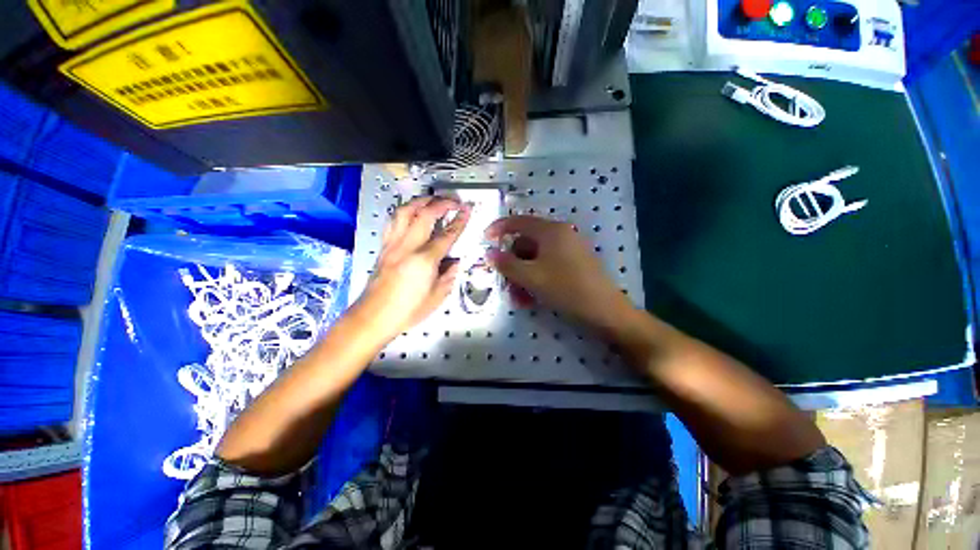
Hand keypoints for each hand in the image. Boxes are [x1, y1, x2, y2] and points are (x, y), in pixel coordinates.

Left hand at [353, 196, 470, 340]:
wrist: (373, 317)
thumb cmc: (407, 311)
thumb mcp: (437, 297)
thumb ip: (449, 276)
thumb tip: (455, 263)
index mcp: (424, 260)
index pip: (447, 235)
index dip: (459, 221)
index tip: (467, 209)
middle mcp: (407, 247)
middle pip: (424, 214)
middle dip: (441, 203)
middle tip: (453, 201)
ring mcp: (392, 245)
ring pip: (404, 212)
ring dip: (420, 201)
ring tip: (431, 200)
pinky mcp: (383, 247)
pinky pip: (393, 222)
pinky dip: (404, 212)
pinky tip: (410, 213)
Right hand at [484, 215, 634, 334]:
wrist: (605, 311)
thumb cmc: (566, 289)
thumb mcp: (531, 277)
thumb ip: (507, 264)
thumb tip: (489, 253)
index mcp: (551, 231)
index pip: (518, 221)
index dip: (499, 229)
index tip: (485, 240)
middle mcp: (560, 235)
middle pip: (526, 242)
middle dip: (512, 263)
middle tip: (504, 281)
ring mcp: (568, 249)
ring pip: (535, 258)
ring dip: (522, 276)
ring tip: (518, 297)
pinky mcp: (572, 263)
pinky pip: (546, 266)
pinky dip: (535, 279)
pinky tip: (530, 298)